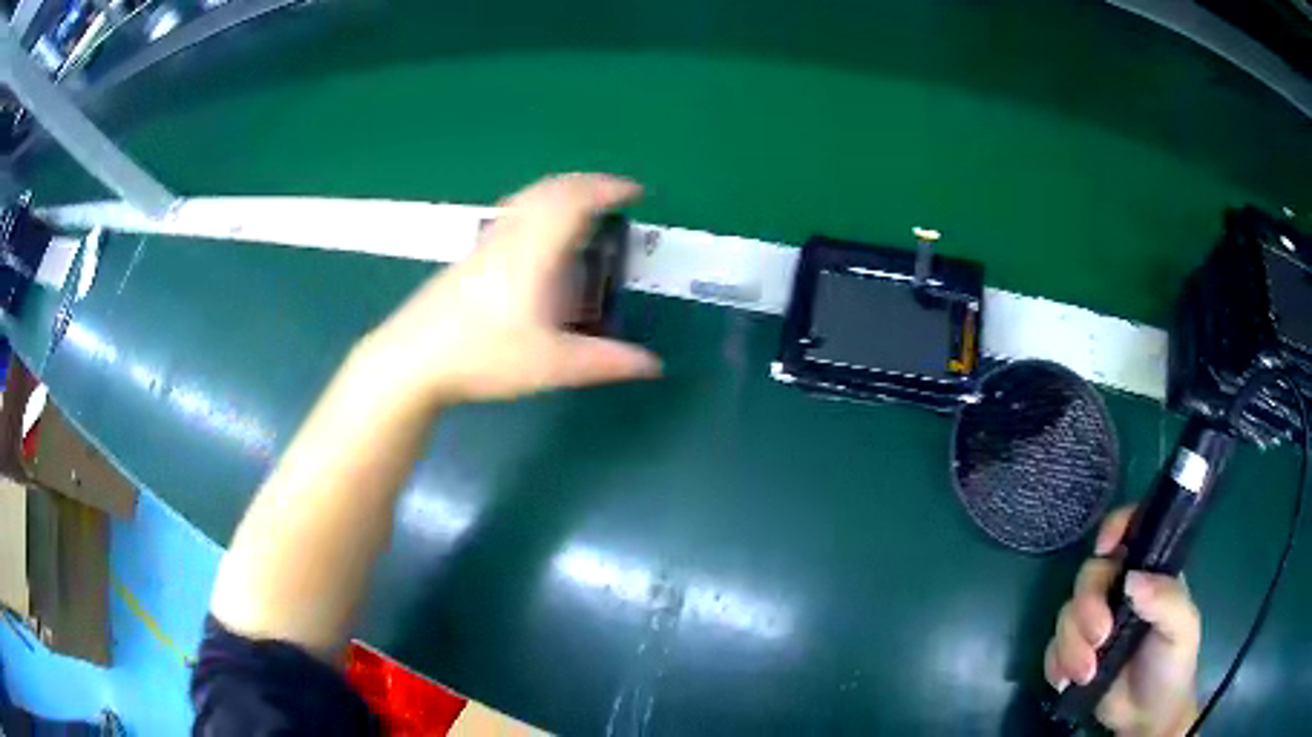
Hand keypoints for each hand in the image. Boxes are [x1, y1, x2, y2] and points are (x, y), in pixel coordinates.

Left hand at [361, 173, 661, 405]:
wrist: (412, 359)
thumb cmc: (483, 356)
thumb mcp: (552, 365)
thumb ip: (606, 363)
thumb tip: (654, 365)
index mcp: (536, 250)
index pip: (576, 200)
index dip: (609, 189)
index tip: (636, 190)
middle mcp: (511, 235)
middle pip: (552, 189)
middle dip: (588, 184)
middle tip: (615, 193)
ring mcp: (486, 242)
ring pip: (528, 197)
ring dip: (562, 191)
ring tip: (583, 204)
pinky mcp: (470, 255)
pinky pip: (513, 211)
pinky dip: (539, 204)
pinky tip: (537, 231)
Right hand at [1044, 506, 1200, 735]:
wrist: (1148, 716)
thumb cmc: (1173, 663)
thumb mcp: (1182, 627)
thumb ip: (1166, 598)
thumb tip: (1132, 579)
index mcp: (1149, 572)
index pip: (1131, 530)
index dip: (1115, 527)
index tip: (1104, 549)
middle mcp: (1119, 591)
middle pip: (1090, 575)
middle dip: (1087, 607)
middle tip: (1099, 638)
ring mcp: (1094, 624)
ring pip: (1067, 614)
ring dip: (1071, 644)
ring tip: (1086, 674)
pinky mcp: (1074, 654)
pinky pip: (1052, 648)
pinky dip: (1056, 664)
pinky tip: (1067, 683)